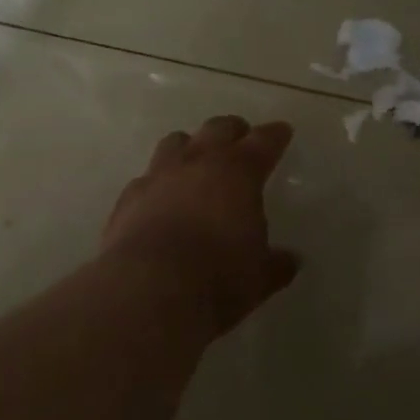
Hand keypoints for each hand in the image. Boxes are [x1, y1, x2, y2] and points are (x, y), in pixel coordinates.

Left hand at [102, 115, 300, 335]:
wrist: (148, 290)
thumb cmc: (219, 278)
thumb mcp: (259, 276)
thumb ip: (276, 264)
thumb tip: (290, 261)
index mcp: (239, 172)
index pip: (264, 141)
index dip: (275, 135)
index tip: (282, 131)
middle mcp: (198, 162)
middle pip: (218, 128)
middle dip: (233, 131)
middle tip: (241, 141)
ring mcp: (159, 176)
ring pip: (176, 142)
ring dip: (191, 147)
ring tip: (197, 162)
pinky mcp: (129, 197)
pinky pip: (147, 178)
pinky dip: (159, 183)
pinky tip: (161, 200)